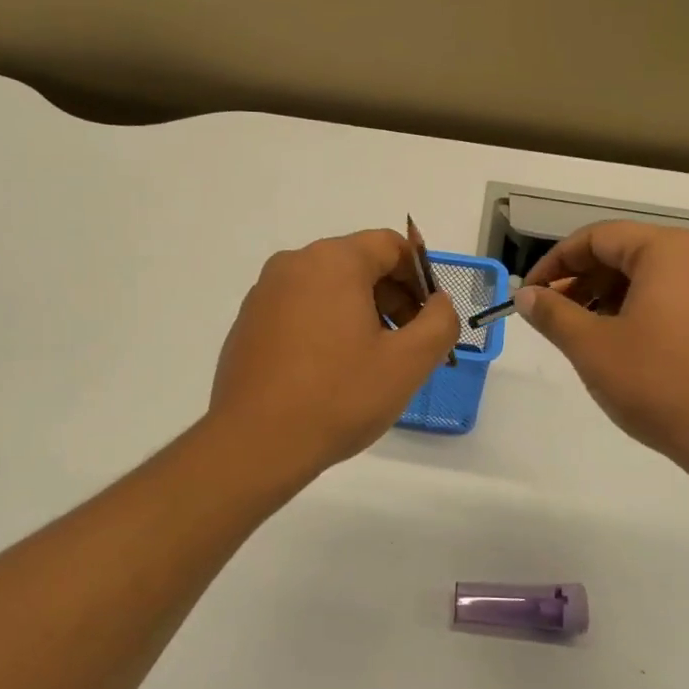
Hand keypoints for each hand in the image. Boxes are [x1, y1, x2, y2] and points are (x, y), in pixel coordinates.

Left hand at [208, 230, 459, 481]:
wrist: (255, 443)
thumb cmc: (339, 396)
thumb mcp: (409, 362)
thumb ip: (440, 322)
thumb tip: (438, 303)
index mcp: (333, 261)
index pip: (390, 246)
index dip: (421, 277)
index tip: (431, 318)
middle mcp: (293, 265)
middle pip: (358, 265)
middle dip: (392, 298)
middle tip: (408, 345)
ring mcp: (264, 294)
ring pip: (328, 289)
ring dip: (360, 315)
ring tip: (372, 364)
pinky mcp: (248, 325)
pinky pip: (300, 311)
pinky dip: (326, 329)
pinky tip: (331, 374)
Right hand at [514, 222, 688, 482]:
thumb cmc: (657, 383)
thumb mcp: (591, 347)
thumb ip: (553, 314)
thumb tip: (526, 295)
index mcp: (667, 250)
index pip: (597, 237)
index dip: (555, 262)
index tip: (529, 294)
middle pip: (625, 251)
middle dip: (581, 279)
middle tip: (550, 314)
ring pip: (648, 275)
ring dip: (606, 295)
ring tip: (578, 331)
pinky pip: (671, 295)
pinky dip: (637, 308)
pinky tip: (617, 342)